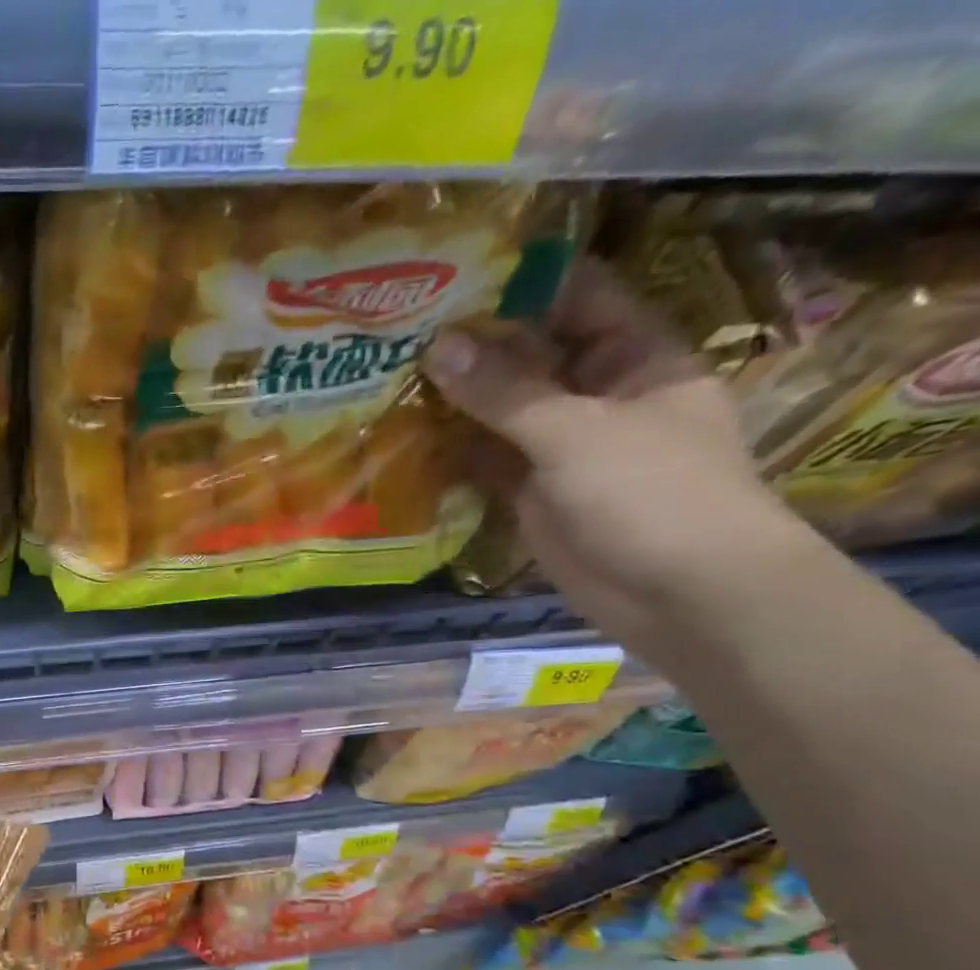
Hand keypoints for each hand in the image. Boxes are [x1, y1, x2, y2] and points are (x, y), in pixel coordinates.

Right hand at [423, 257, 817, 656]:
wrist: (678, 592)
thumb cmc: (650, 494)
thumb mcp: (576, 432)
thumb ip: (505, 391)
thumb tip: (439, 346)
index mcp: (633, 357)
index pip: (573, 300)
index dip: (517, 287)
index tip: (449, 281)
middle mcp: (597, 394)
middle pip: (528, 358)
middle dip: (471, 350)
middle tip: (399, 335)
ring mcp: (562, 447)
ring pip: (501, 414)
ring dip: (453, 404)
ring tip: (388, 383)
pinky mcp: (534, 494)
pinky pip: (488, 463)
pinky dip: (453, 456)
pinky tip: (405, 442)